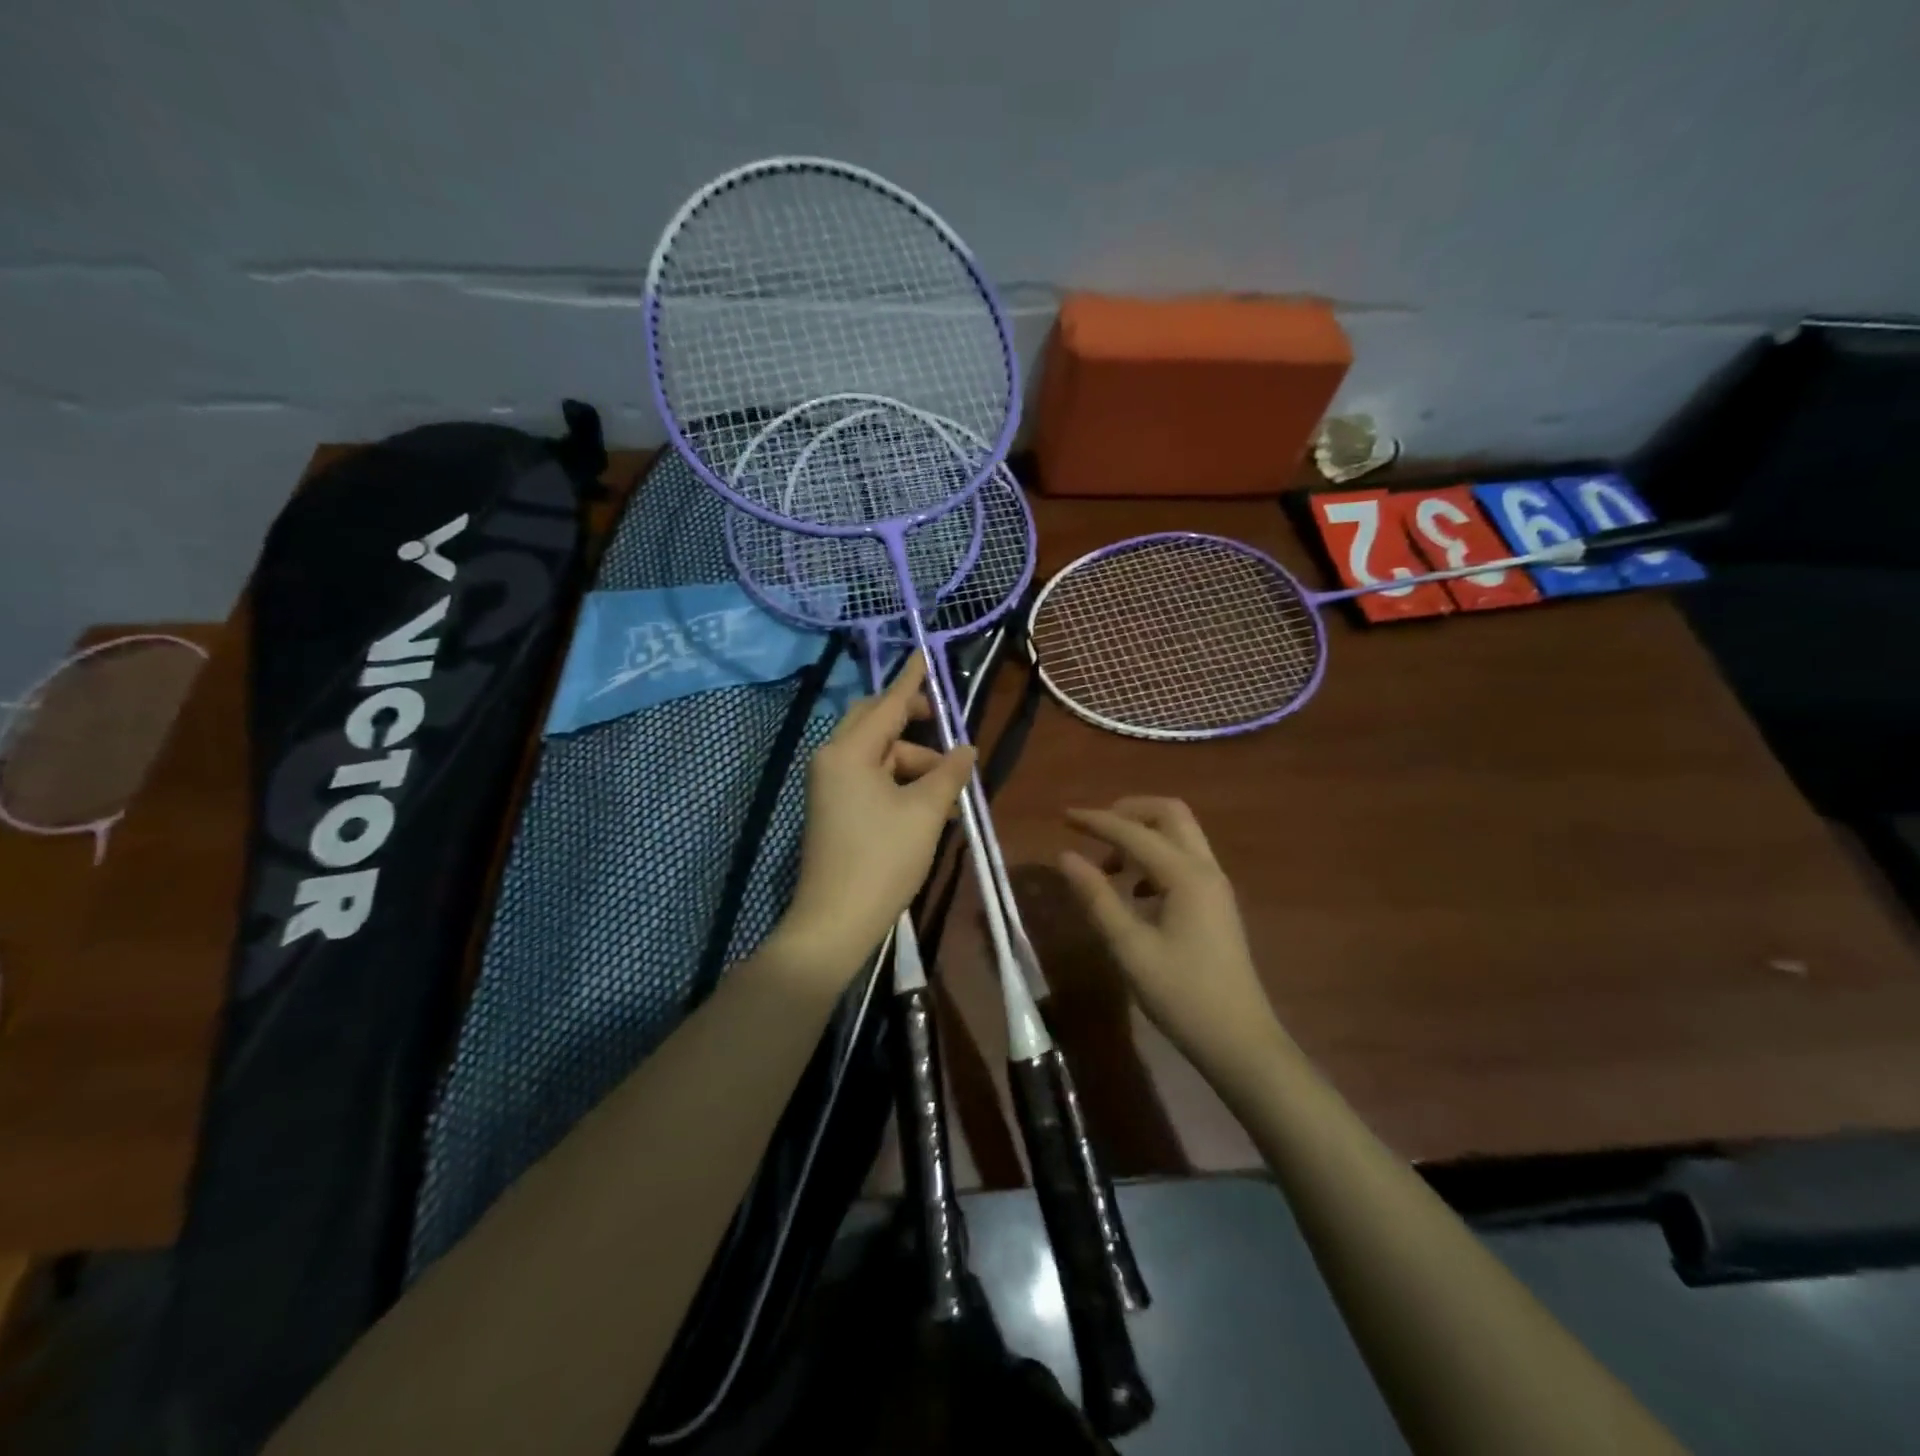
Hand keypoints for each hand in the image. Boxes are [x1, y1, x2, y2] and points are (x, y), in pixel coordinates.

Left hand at [774, 654, 975, 986]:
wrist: (836, 921)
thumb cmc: (883, 859)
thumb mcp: (926, 812)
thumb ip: (949, 773)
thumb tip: (966, 749)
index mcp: (849, 752)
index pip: (888, 704)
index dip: (912, 680)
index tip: (924, 653)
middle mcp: (833, 759)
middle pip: (877, 725)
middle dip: (914, 725)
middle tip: (946, 730)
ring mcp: (830, 786)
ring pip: (878, 756)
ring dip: (915, 765)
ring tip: (951, 796)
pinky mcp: (834, 809)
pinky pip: (870, 780)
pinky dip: (900, 785)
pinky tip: (931, 808)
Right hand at [1059, 798, 1277, 1066]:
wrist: (1240, 1042)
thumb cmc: (1182, 995)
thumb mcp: (1130, 948)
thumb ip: (1097, 897)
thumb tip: (1066, 856)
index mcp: (1186, 875)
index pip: (1134, 832)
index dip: (1096, 821)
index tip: (1064, 816)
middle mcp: (1205, 869)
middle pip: (1169, 814)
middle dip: (1128, 812)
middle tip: (1094, 830)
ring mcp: (1215, 886)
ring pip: (1179, 835)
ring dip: (1142, 835)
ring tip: (1107, 867)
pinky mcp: (1215, 903)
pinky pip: (1183, 859)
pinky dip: (1154, 858)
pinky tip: (1134, 892)